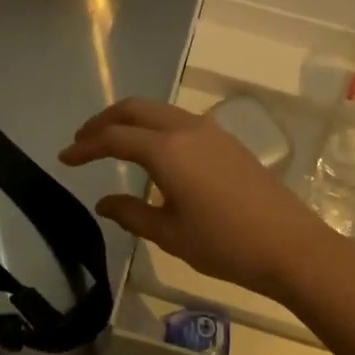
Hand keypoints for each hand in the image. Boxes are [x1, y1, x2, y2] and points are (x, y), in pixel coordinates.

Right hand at [59, 97, 344, 302]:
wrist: (290, 245)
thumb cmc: (224, 243)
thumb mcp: (169, 234)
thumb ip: (131, 214)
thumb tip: (103, 202)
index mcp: (166, 150)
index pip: (114, 138)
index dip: (85, 146)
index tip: (64, 157)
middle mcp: (186, 128)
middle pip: (134, 109)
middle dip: (104, 121)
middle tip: (83, 141)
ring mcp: (210, 130)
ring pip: (158, 110)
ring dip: (130, 120)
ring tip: (112, 142)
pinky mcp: (226, 140)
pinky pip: (179, 120)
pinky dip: (154, 126)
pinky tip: (152, 153)